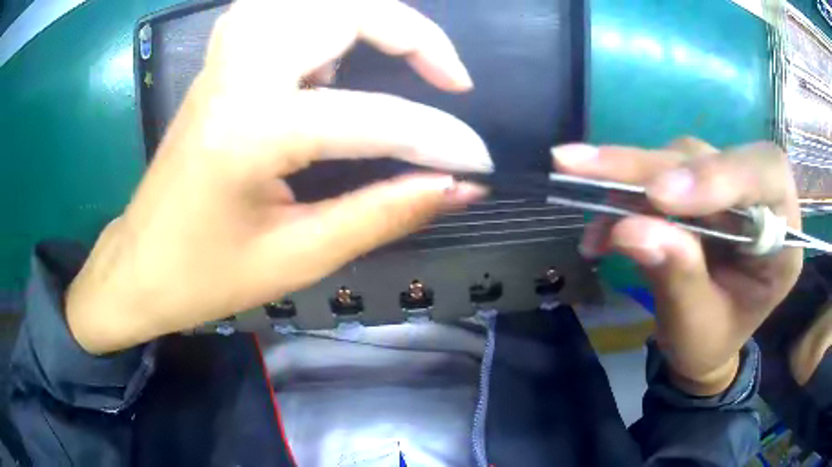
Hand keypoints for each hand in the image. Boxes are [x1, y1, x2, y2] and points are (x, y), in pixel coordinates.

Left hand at [66, 0, 492, 353]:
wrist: (139, 267)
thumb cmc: (205, 277)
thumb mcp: (298, 258)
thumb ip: (385, 213)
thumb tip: (458, 187)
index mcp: (252, 130)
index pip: (374, 118)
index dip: (440, 141)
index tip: (478, 164)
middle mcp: (238, 74)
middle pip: (341, 8)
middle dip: (412, 31)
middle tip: (450, 77)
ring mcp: (224, 61)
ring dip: (365, 14)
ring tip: (399, 53)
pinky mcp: (219, 65)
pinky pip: (276, 10)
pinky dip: (321, 15)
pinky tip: (335, 50)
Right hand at [554, 138, 802, 394]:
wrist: (701, 344)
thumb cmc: (710, 344)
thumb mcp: (697, 327)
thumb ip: (677, 278)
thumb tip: (629, 230)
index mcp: (783, 239)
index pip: (767, 175)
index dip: (719, 174)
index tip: (661, 197)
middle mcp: (758, 200)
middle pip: (711, 158)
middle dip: (650, 167)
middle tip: (582, 166)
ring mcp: (725, 189)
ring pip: (678, 159)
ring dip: (627, 180)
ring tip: (589, 213)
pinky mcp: (695, 188)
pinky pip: (657, 174)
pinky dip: (622, 196)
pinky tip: (599, 229)